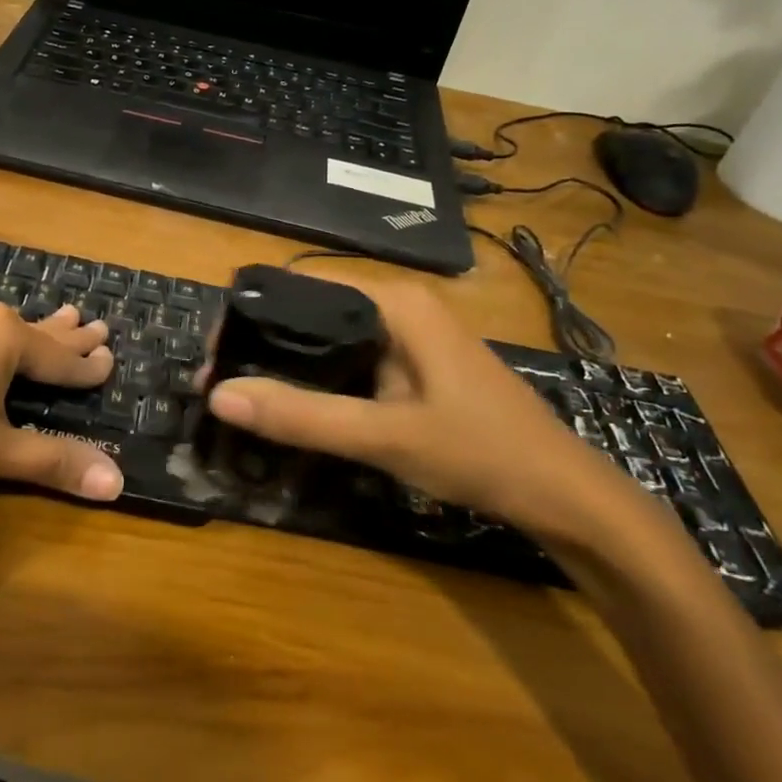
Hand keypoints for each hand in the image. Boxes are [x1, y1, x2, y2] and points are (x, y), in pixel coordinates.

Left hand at [0, 295, 120, 529]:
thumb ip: (55, 461)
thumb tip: (117, 483)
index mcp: (1, 336)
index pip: (59, 357)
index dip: (88, 366)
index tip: (112, 360)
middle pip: (31, 330)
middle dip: (66, 334)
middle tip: (96, 325)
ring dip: (27, 331)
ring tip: (58, 318)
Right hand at [204, 275, 619, 528]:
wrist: (564, 496)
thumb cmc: (481, 452)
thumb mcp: (384, 436)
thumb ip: (302, 416)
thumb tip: (218, 397)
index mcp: (394, 302)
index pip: (301, 285)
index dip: (252, 314)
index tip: (216, 355)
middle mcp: (399, 306)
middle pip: (311, 310)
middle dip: (263, 342)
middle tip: (221, 382)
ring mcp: (410, 336)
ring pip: (329, 337)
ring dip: (287, 362)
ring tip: (244, 393)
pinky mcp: (414, 365)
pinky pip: (351, 359)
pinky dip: (318, 378)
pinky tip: (295, 405)